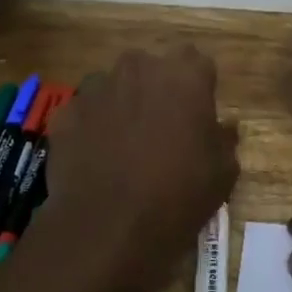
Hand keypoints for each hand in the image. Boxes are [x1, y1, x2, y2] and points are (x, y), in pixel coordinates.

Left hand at [26, 47, 238, 291]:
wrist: (106, 230)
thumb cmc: (177, 196)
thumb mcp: (223, 173)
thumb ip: (224, 139)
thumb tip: (223, 126)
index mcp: (184, 75)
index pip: (197, 62)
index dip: (198, 88)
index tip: (197, 116)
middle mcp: (139, 68)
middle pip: (151, 68)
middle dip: (156, 89)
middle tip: (161, 129)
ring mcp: (97, 88)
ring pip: (114, 86)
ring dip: (122, 104)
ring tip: (124, 145)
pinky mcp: (66, 112)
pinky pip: (85, 112)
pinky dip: (91, 127)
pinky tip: (95, 159)